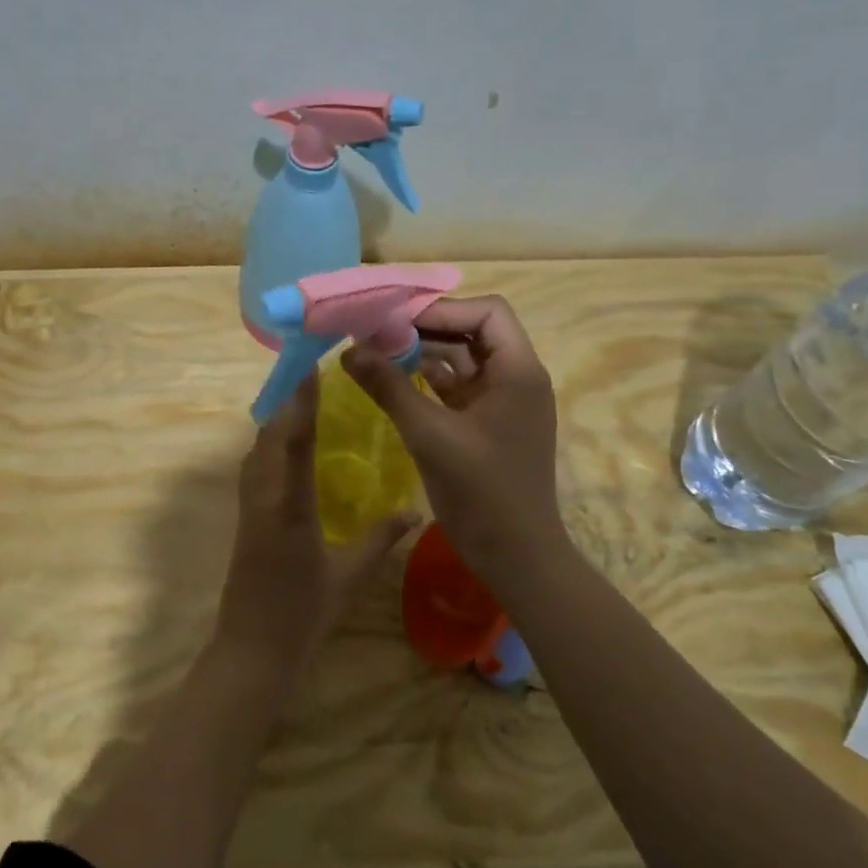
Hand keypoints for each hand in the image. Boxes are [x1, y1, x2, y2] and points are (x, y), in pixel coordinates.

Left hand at [216, 373, 418, 672]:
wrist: (252, 650)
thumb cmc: (303, 614)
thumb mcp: (349, 576)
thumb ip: (380, 538)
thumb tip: (415, 512)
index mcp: (290, 506)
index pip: (294, 440)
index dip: (301, 401)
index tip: (310, 368)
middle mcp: (263, 497)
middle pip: (268, 436)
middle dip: (287, 403)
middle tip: (312, 376)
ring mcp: (248, 507)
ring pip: (256, 450)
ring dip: (275, 422)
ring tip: (301, 402)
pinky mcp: (243, 518)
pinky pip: (253, 468)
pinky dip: (268, 446)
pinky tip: (285, 448)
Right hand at [341, 295, 567, 585]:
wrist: (517, 557)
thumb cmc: (482, 493)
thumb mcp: (430, 435)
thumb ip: (390, 388)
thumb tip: (349, 350)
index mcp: (518, 371)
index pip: (487, 312)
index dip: (442, 310)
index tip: (396, 320)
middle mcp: (516, 378)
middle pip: (472, 333)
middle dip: (426, 330)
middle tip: (377, 334)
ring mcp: (503, 403)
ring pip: (462, 361)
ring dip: (424, 355)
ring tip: (377, 354)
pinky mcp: (488, 425)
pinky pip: (458, 390)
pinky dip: (428, 382)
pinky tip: (394, 383)